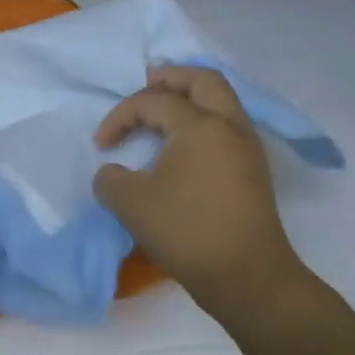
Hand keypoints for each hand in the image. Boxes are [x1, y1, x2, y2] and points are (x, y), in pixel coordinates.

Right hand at [93, 65, 308, 326]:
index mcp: (200, 125)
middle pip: (204, 81)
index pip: (153, 102)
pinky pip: (227, 128)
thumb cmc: (186, 230)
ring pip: (222, 103)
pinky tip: (183, 145)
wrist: (246, 276)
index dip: (121, 116)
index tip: (101, 145)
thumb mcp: (130, 203)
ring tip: (163, 113)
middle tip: (146, 84)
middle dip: (171, 78)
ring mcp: (248, 149)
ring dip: (191, 99)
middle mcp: (230, 126)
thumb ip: (110, 179)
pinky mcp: (253, 173)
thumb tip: (113, 172)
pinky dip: (203, 122)